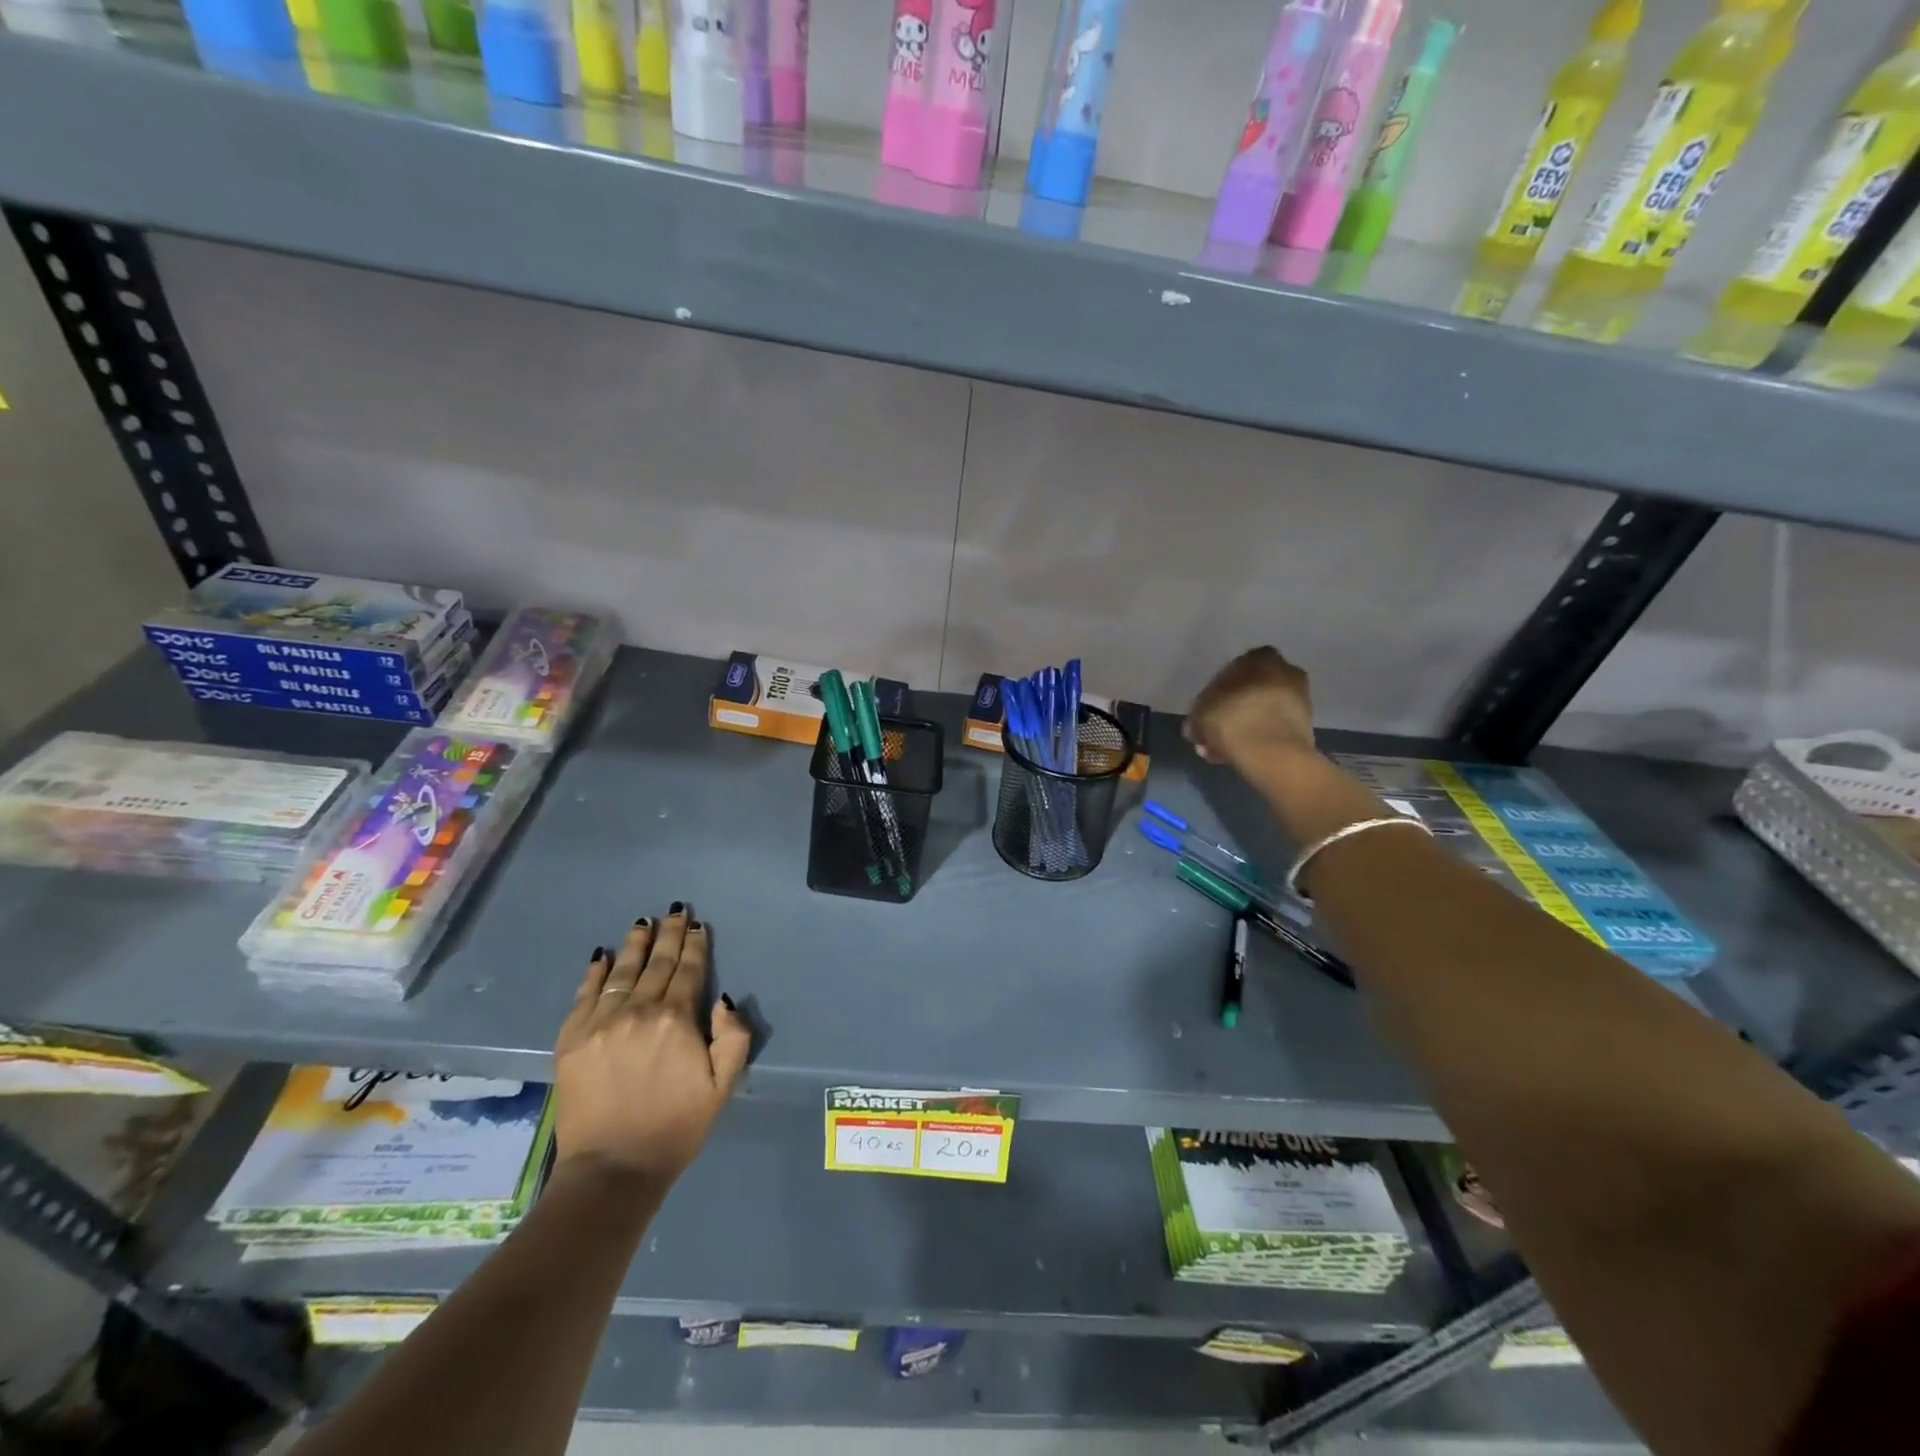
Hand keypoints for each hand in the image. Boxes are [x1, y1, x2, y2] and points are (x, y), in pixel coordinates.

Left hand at [552, 905, 750, 1185]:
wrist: (613, 1170)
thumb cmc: (676, 1126)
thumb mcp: (723, 1086)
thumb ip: (733, 1037)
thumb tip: (723, 1000)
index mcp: (676, 1020)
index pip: (688, 971)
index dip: (695, 946)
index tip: (697, 925)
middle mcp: (638, 1011)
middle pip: (657, 964)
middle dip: (669, 935)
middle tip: (675, 910)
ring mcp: (600, 1023)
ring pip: (621, 972)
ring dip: (634, 945)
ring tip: (642, 923)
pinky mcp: (571, 1040)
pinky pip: (584, 995)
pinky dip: (594, 973)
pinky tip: (601, 955)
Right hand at [1184, 646, 1317, 771]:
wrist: (1273, 754)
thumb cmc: (1232, 720)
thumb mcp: (1199, 715)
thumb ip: (1197, 716)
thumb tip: (1196, 725)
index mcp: (1259, 657)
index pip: (1231, 670)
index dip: (1215, 694)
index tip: (1205, 712)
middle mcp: (1284, 670)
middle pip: (1249, 691)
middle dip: (1231, 711)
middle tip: (1213, 732)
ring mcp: (1299, 698)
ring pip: (1261, 711)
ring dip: (1243, 727)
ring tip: (1222, 749)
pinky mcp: (1305, 725)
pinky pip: (1273, 728)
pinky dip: (1258, 738)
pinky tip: (1239, 755)